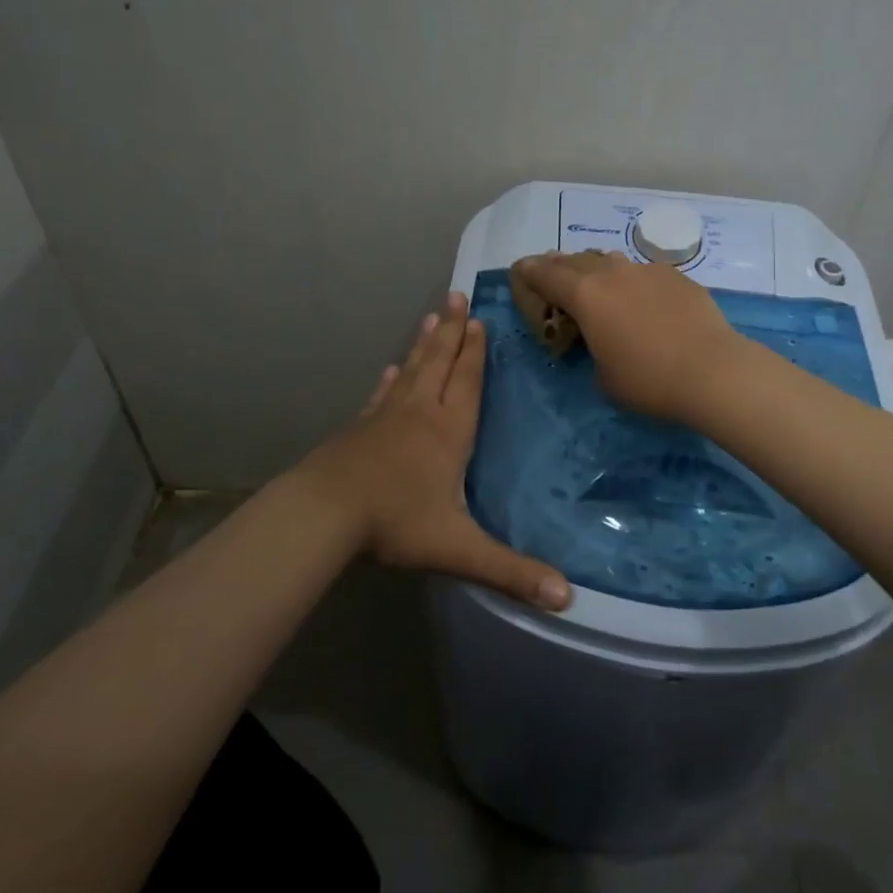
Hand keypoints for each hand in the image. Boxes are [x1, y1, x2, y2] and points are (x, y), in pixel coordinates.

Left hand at [296, 292, 572, 610]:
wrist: (325, 513)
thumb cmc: (396, 522)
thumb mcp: (459, 549)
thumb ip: (511, 571)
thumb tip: (567, 597)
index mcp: (449, 432)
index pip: (468, 382)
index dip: (475, 352)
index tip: (479, 319)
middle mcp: (420, 413)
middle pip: (440, 363)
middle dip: (452, 331)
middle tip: (457, 295)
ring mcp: (386, 417)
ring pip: (412, 371)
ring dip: (424, 343)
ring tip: (432, 315)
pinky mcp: (360, 428)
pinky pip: (382, 395)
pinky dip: (391, 379)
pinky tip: (391, 369)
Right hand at [511, 252, 746, 421]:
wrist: (712, 370)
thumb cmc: (649, 380)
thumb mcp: (604, 376)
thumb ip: (594, 349)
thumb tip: (603, 340)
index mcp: (586, 296)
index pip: (548, 276)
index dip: (530, 272)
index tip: (520, 268)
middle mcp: (613, 274)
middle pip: (576, 261)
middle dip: (559, 265)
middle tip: (549, 268)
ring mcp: (647, 270)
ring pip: (611, 261)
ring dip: (595, 267)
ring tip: (592, 276)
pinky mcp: (676, 277)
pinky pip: (643, 272)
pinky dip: (631, 280)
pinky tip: (639, 294)